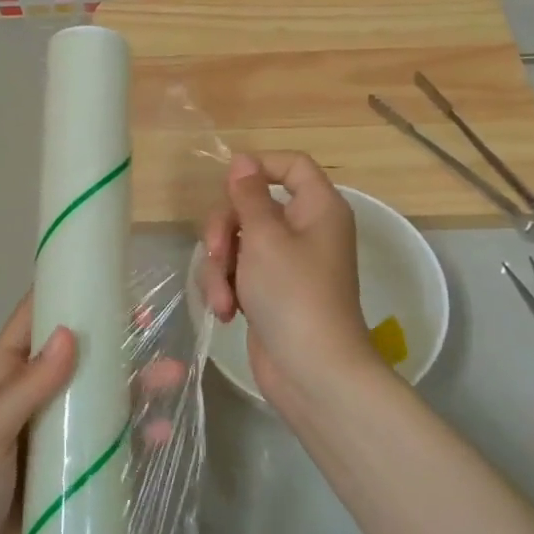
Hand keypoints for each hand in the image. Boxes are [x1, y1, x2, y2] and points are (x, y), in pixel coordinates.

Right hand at [197, 151, 375, 402]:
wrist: (312, 373)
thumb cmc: (293, 295)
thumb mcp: (264, 238)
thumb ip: (249, 196)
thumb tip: (243, 160)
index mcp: (317, 208)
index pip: (292, 166)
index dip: (260, 167)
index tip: (229, 185)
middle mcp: (304, 230)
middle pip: (252, 206)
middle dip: (225, 230)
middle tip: (216, 253)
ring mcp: (286, 264)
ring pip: (237, 242)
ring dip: (220, 268)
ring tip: (223, 300)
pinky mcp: (268, 293)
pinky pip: (238, 273)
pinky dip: (227, 288)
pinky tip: (225, 312)